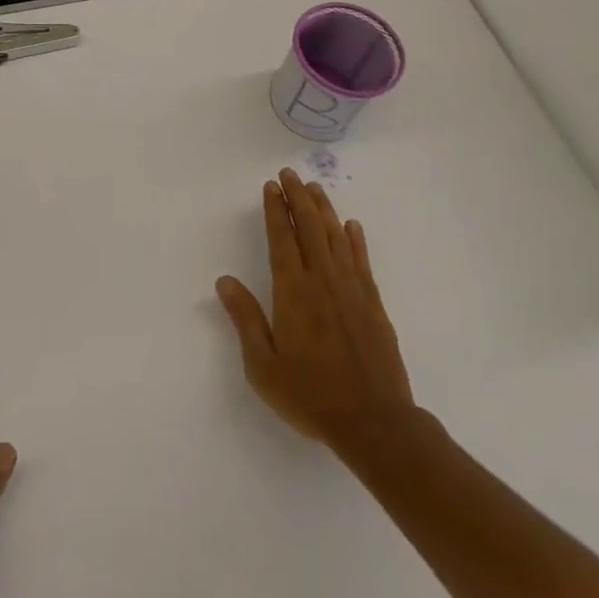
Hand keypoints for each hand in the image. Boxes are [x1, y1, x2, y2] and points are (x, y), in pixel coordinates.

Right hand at [215, 169, 417, 464]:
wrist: (374, 423)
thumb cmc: (311, 395)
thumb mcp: (263, 366)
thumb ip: (245, 319)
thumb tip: (224, 281)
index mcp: (293, 293)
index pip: (282, 240)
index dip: (276, 211)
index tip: (271, 187)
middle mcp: (323, 282)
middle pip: (309, 229)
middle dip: (298, 198)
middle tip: (290, 174)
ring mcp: (352, 291)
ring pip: (336, 238)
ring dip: (324, 210)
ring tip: (315, 188)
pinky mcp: (374, 305)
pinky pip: (362, 262)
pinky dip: (355, 240)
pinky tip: (351, 226)